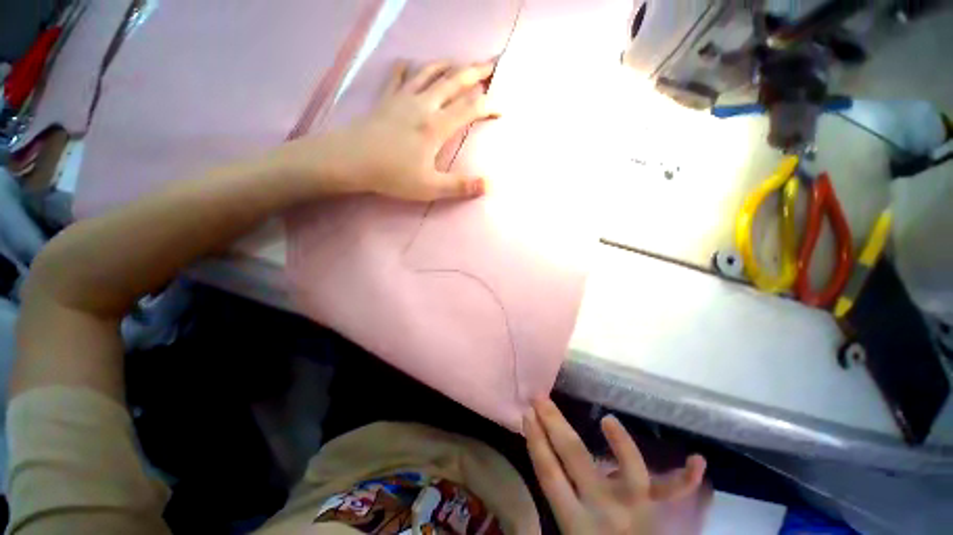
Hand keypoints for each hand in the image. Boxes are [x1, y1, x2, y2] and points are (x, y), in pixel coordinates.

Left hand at [275, 60, 497, 200]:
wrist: (351, 160)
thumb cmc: (392, 175)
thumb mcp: (430, 187)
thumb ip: (460, 186)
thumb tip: (489, 185)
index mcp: (436, 126)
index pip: (470, 109)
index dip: (489, 106)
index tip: (502, 109)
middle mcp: (424, 105)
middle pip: (453, 82)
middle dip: (475, 73)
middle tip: (490, 66)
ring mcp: (403, 99)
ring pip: (429, 74)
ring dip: (447, 66)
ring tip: (458, 62)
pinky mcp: (387, 100)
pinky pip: (399, 78)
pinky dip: (407, 69)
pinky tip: (409, 64)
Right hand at [525, 399, 706, 534]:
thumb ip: (550, 511)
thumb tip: (530, 480)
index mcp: (575, 522)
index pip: (549, 473)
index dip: (536, 442)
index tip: (527, 415)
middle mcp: (605, 510)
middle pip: (576, 458)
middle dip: (554, 424)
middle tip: (541, 398)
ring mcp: (635, 509)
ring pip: (630, 471)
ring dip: (621, 443)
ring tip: (608, 420)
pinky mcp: (655, 510)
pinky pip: (673, 493)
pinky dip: (685, 478)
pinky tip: (698, 461)